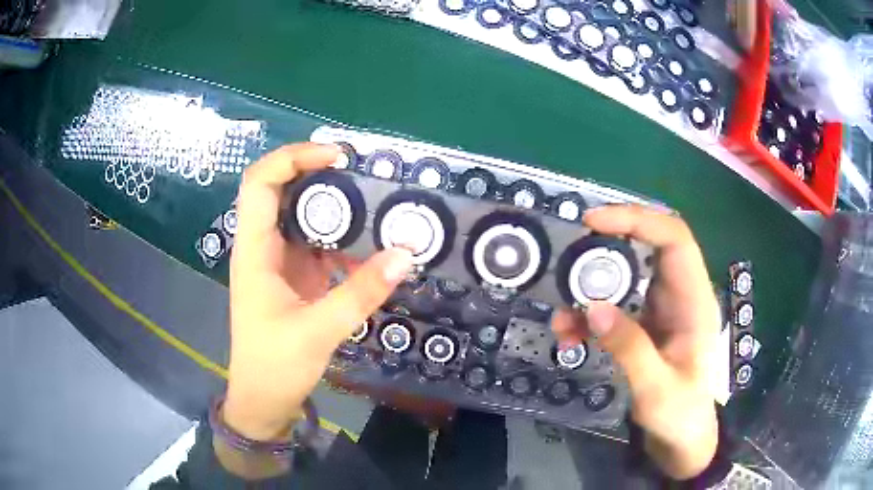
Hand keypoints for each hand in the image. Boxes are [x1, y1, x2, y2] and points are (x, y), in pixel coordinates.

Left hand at [223, 143, 413, 441]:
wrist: (264, 398)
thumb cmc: (275, 365)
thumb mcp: (319, 330)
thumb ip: (361, 293)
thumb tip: (405, 253)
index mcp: (254, 250)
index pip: (260, 183)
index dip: (293, 158)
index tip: (336, 157)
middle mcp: (263, 246)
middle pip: (282, 189)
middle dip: (319, 173)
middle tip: (363, 172)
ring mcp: (279, 260)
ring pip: (302, 215)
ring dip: (335, 204)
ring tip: (374, 199)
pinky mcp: (295, 275)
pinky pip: (318, 243)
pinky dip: (343, 237)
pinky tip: (370, 243)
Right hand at [553, 205, 720, 479]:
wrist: (682, 439)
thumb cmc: (680, 414)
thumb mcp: (656, 389)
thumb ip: (629, 348)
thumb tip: (592, 306)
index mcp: (694, 301)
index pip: (674, 239)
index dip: (638, 220)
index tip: (594, 223)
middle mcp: (679, 295)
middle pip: (648, 247)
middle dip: (609, 245)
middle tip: (571, 253)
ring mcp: (661, 309)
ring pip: (627, 277)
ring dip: (592, 288)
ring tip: (563, 315)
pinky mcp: (644, 325)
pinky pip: (615, 306)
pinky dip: (590, 315)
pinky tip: (569, 335)